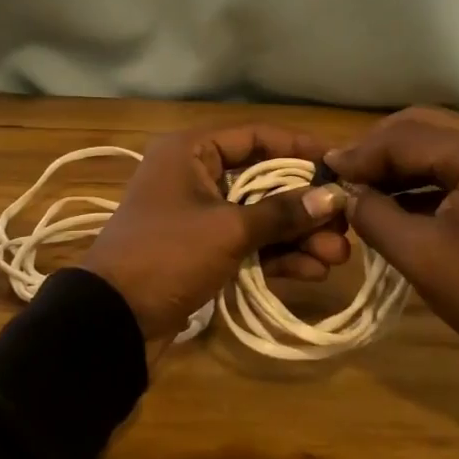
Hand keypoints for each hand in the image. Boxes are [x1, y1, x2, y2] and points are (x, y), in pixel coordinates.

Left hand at [81, 124, 351, 342]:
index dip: (300, 149)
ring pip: (259, 216)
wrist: (112, 321)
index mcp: (191, 151)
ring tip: (338, 256)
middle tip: (346, 224)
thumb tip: (332, 196)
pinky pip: (247, 244)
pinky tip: (312, 272)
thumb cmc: (167, 255)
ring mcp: (199, 215)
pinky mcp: (202, 251)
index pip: (256, 137)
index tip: (341, 163)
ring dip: (297, 236)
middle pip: (263, 181)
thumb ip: (282, 212)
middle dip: (305, 205)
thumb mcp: (228, 229)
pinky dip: (276, 256)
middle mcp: (195, 175)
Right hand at [325, 107, 458, 395]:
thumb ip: (374, 215)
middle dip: (379, 149)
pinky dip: (426, 177)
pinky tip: (401, 202)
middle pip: (423, 126)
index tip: (324, 173)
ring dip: (401, 162)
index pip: (403, 137)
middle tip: (345, 176)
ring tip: (366, 189)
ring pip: (441, 144)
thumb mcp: (422, 257)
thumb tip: (343, 193)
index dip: (359, 154)